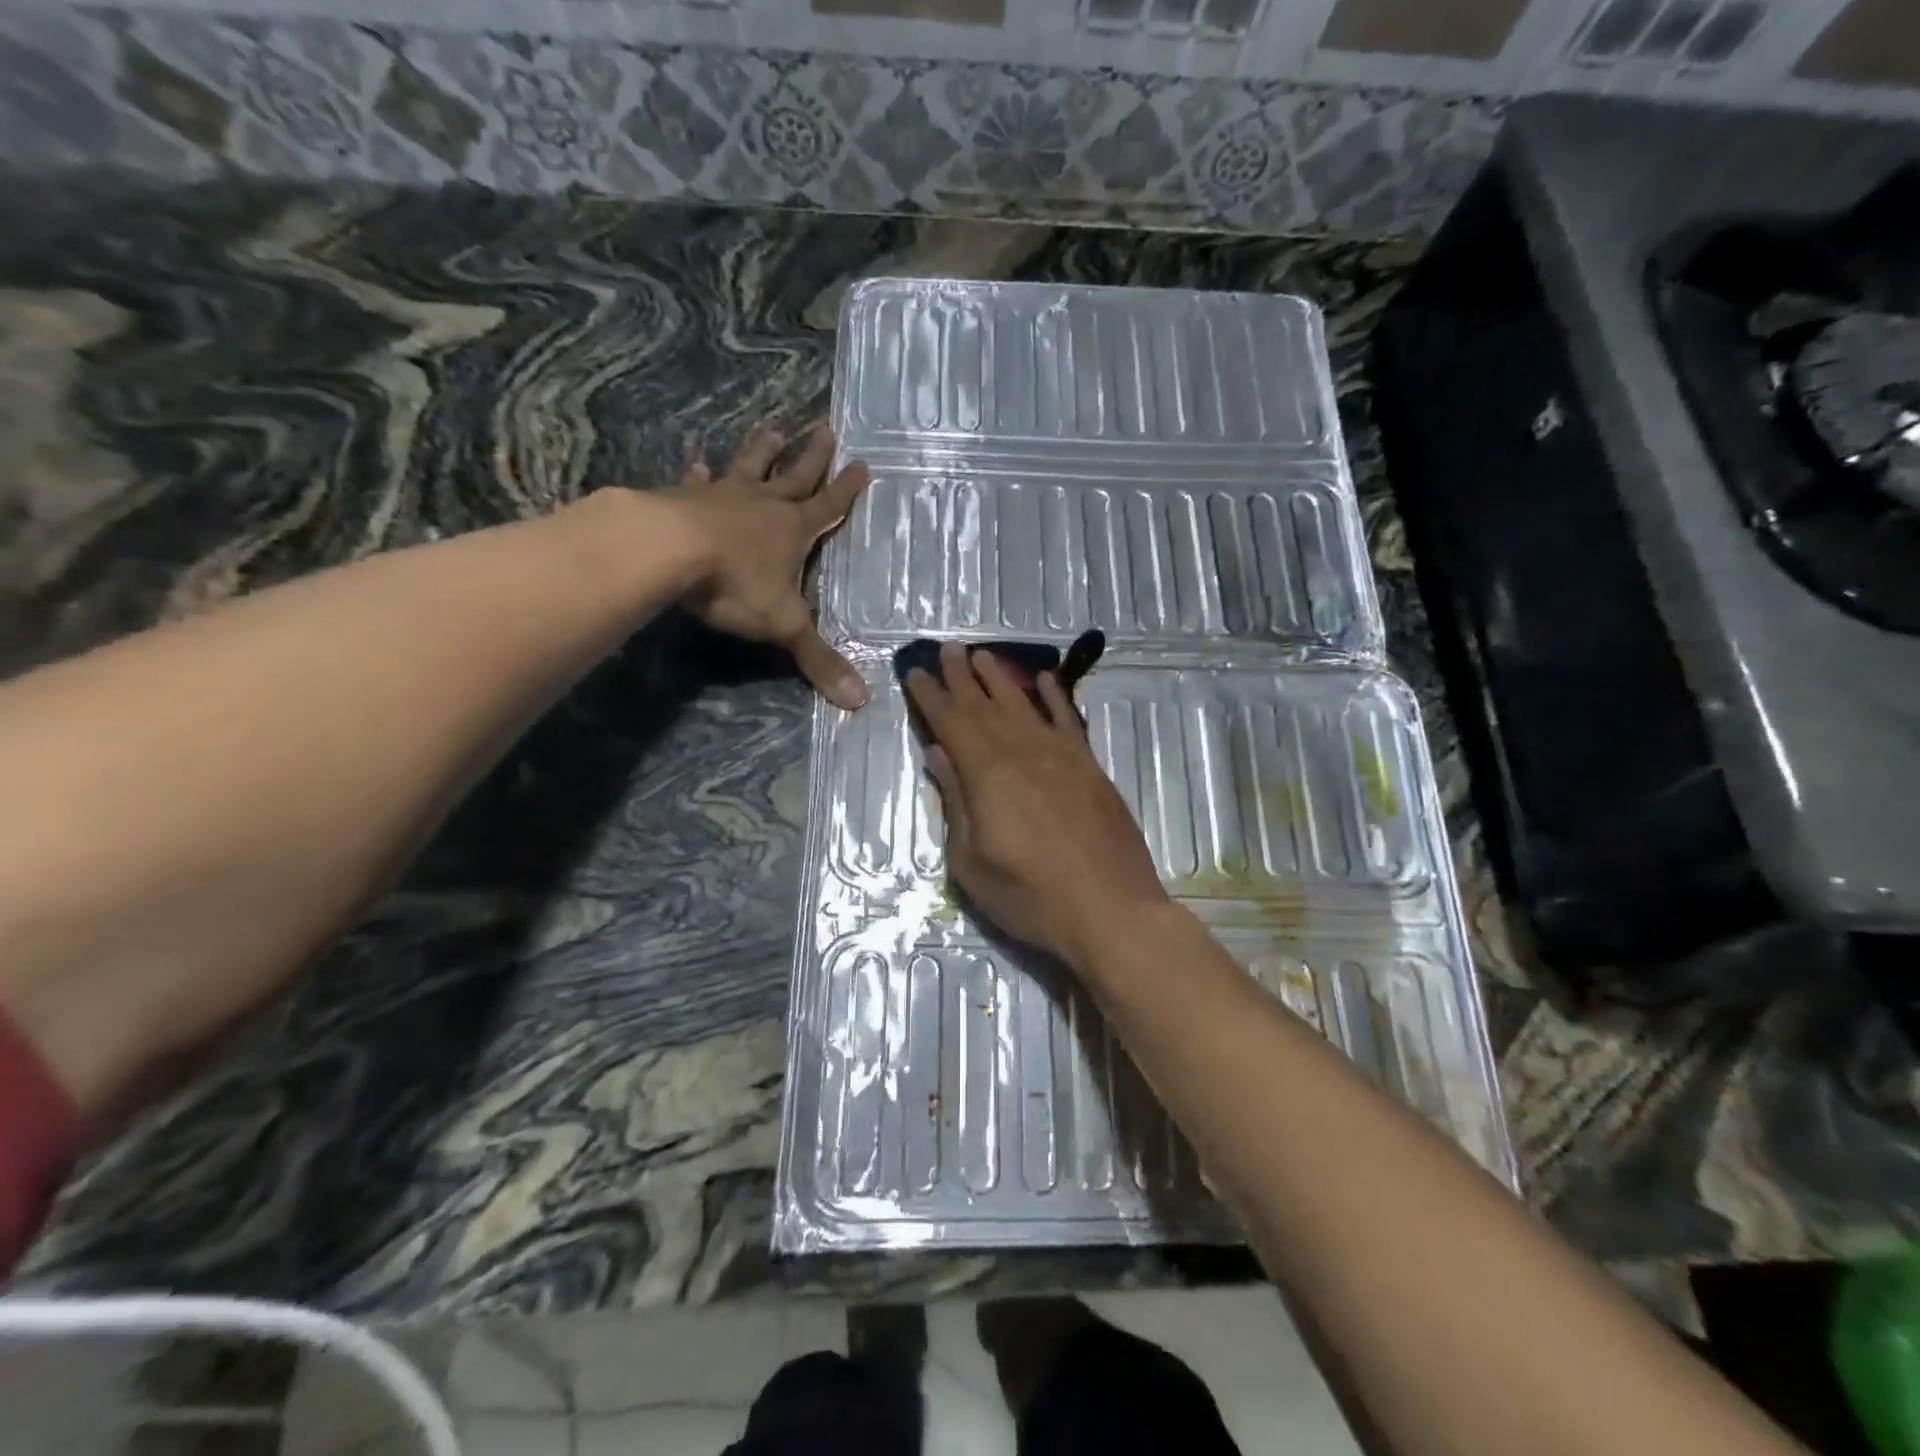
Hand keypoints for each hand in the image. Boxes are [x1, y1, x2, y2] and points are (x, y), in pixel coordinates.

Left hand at [667, 421, 870, 709]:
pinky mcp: (683, 498)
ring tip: (770, 428)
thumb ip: (819, 660)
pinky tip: (696, 462)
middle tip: (825, 427)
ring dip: (761, 450)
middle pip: (794, 475)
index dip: (847, 490)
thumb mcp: (784, 626)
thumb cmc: (736, 585)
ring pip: (748, 466)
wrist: (669, 552)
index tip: (863, 464)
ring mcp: (722, 496)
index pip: (829, 507)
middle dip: (812, 456)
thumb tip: (860, 701)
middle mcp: (763, 504)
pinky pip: (695, 481)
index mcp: (793, 530)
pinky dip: (698, 472)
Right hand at [906, 642, 1169, 965]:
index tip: (916, 672)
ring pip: (1024, 705)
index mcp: (988, 774)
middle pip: (985, 705)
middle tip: (948, 649)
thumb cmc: (1031, 896)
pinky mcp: (1090, 767)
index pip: (952, 723)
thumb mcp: (972, 862)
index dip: (932, 696)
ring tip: (983, 656)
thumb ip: (956, 803)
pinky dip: (1054, 697)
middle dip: (962, 677)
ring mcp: (1062, 756)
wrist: (1111, 910)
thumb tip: (939, 754)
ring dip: (1001, 678)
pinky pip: (1068, 720)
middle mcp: (1023, 752)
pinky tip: (1045, 680)